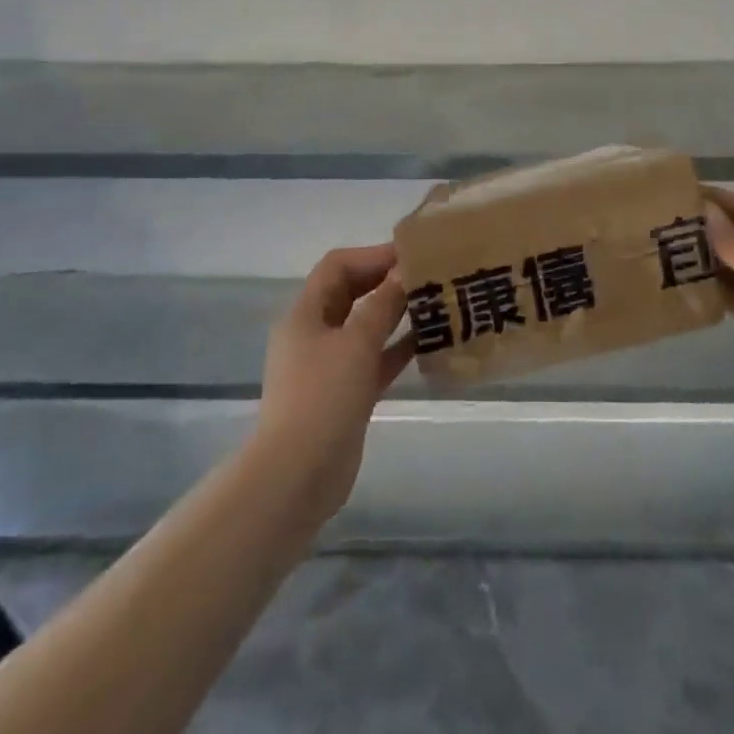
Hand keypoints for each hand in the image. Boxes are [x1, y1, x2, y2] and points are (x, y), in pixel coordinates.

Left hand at [252, 244, 413, 523]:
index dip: (373, 256)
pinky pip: (374, 360)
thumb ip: (383, 304)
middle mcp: (315, 334)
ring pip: (366, 327)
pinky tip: (430, 343)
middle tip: (429, 277)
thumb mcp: (356, 343)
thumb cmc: (323, 398)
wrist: (297, 478)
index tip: (412, 256)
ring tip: (436, 304)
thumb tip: (404, 270)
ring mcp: (329, 366)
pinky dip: (398, 349)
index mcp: (306, 314)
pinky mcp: (345, 394)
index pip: (338, 266)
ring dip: (396, 315)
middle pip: (352, 294)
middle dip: (387, 282)